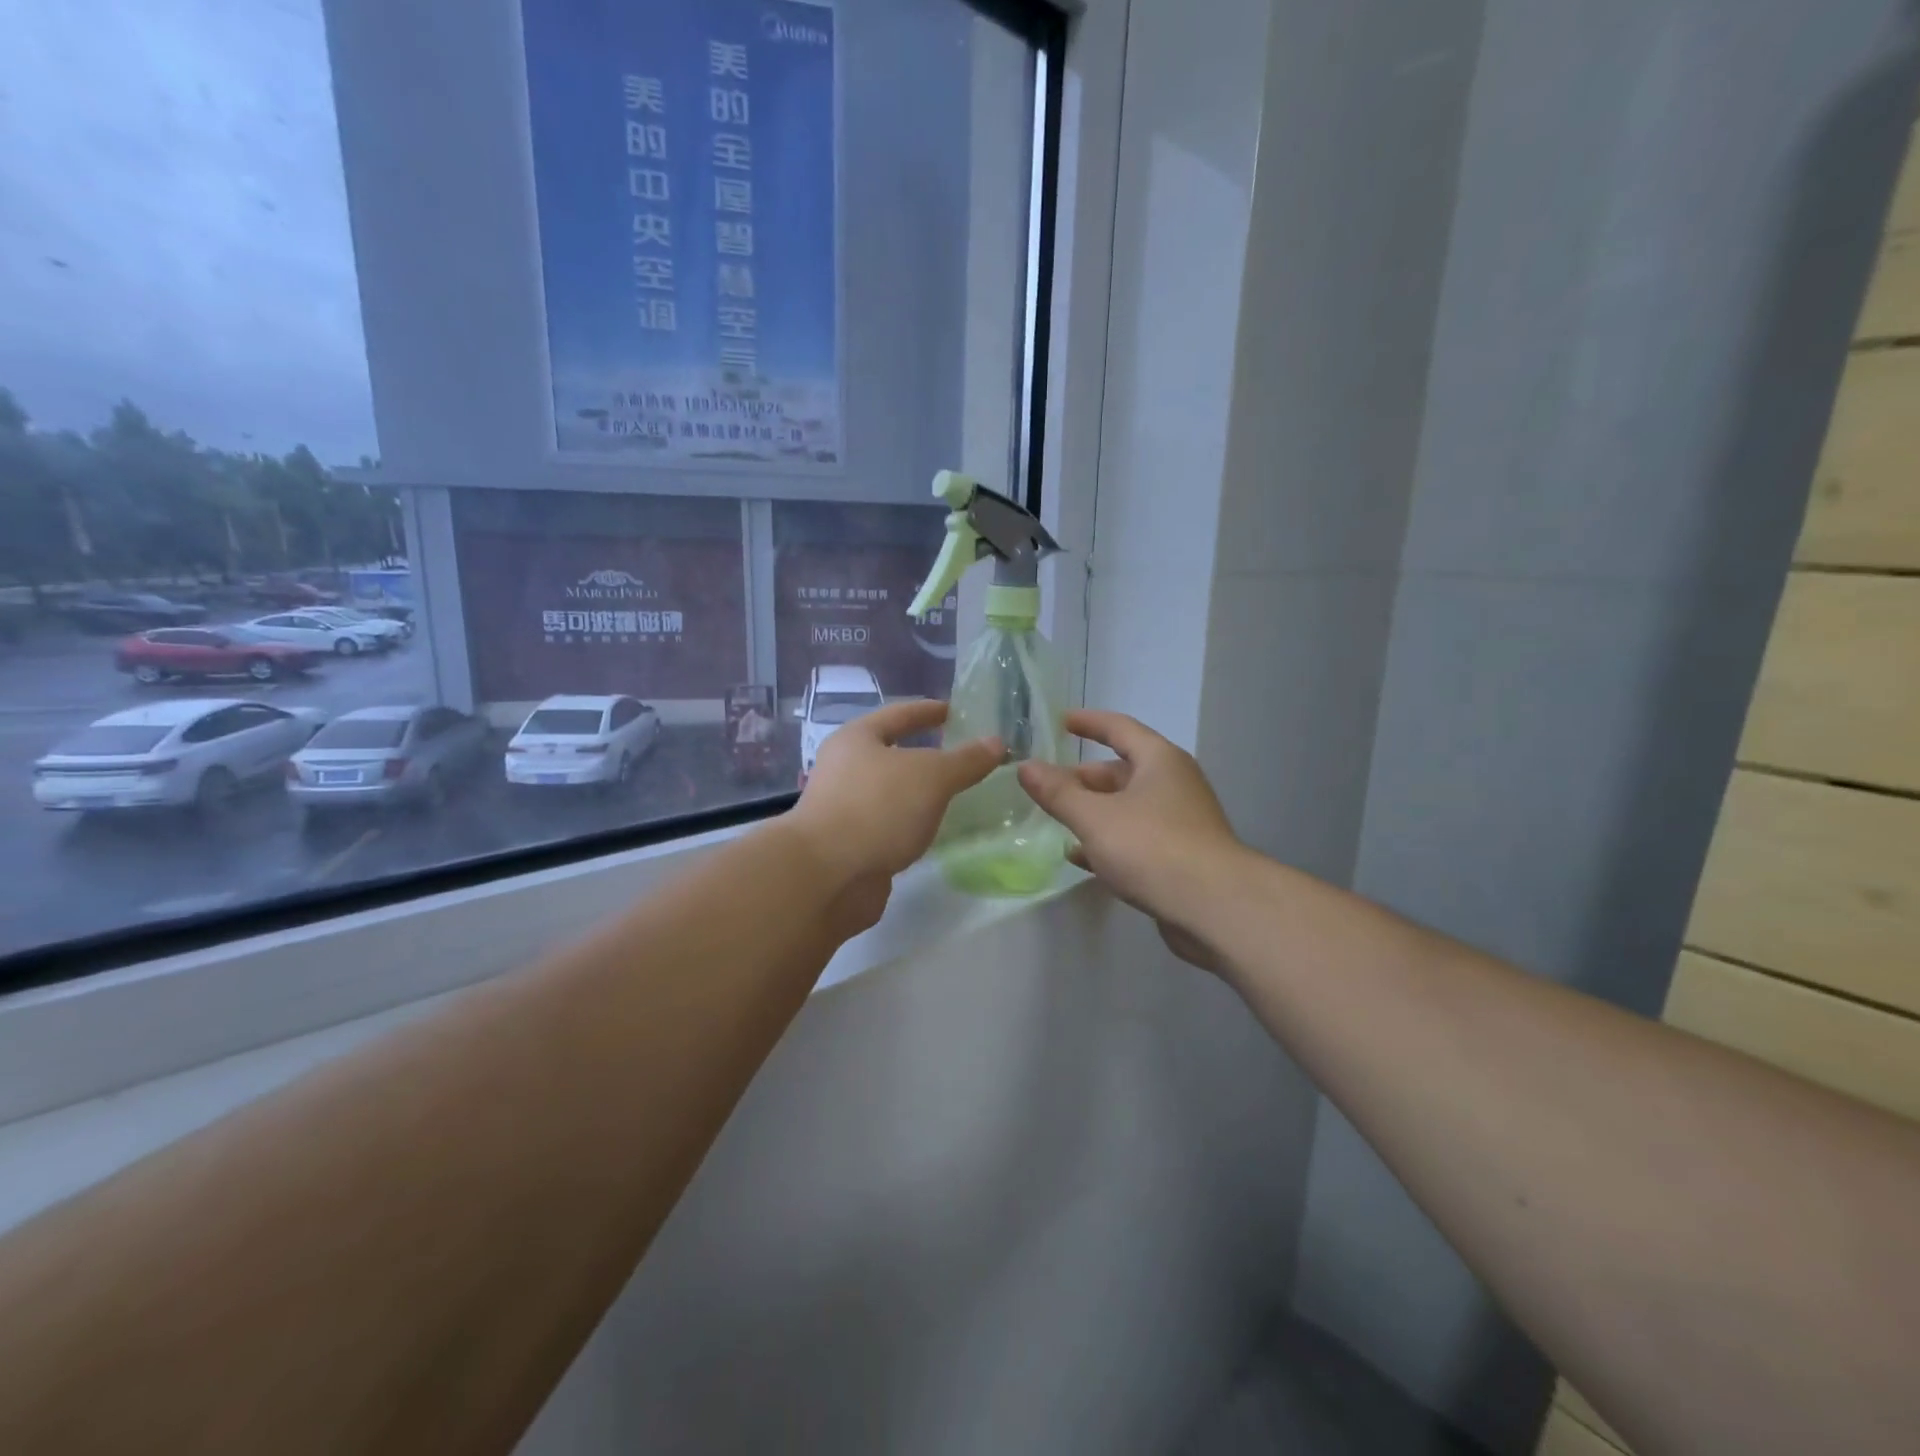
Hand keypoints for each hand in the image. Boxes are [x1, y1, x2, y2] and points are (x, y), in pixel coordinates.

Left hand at [787, 700, 1001, 923]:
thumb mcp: (931, 776)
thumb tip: (997, 743)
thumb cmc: (877, 808)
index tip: (955, 711)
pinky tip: (932, 831)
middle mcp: (844, 769)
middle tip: (961, 757)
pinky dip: (910, 825)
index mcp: (856, 739)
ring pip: (890, 793)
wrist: (827, 876)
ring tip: (954, 795)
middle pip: (890, 754)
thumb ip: (966, 760)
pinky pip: (888, 825)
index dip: (928, 711)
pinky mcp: (850, 846)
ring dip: (918, 794)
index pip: (898, 714)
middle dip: (924, 755)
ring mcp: (844, 809)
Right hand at [1017, 710, 1243, 969]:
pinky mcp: (1180, 856)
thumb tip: (1026, 767)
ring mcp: (1180, 821)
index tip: (1062, 721)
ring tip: (1057, 820)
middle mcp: (1174, 784)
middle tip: (1047, 787)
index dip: (1089, 722)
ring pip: (1127, 807)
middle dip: (1083, 779)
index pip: (1119, 728)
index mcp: (1159, 760)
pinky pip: (1136, 838)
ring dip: (1093, 812)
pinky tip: (1081, 857)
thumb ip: (1058, 793)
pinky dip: (1108, 841)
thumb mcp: (1095, 817)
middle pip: (1121, 771)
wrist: (1214, 907)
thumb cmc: (1152, 847)